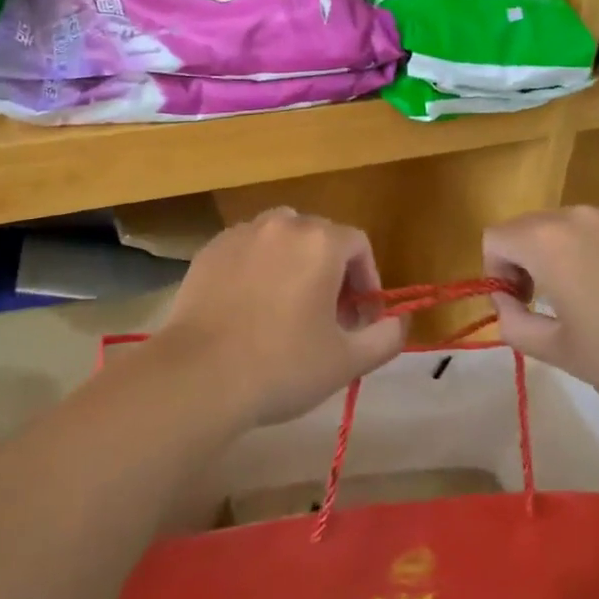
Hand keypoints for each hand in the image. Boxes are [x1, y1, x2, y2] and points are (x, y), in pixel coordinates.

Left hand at [158, 208, 405, 427]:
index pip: (358, 244)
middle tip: (326, 315)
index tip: (359, 317)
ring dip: (293, 263)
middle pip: (319, 236)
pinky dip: (256, 267)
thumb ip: (385, 336)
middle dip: (331, 270)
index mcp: (320, 242)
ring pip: (280, 237)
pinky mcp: (210, 250)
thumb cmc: (283, 365)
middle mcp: (282, 224)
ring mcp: (241, 234)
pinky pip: (246, 249)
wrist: (200, 374)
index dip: (367, 279)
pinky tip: (248, 307)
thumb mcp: (347, 361)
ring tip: (287, 306)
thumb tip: (399, 322)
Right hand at [483, 205, 598, 422]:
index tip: (521, 305)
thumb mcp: (559, 353)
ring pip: (578, 227)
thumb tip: (507, 303)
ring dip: (574, 255)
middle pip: (535, 228)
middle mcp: (580, 214)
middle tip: (558, 307)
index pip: (496, 237)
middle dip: (533, 262)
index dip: (497, 271)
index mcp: (547, 241)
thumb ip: (513, 323)